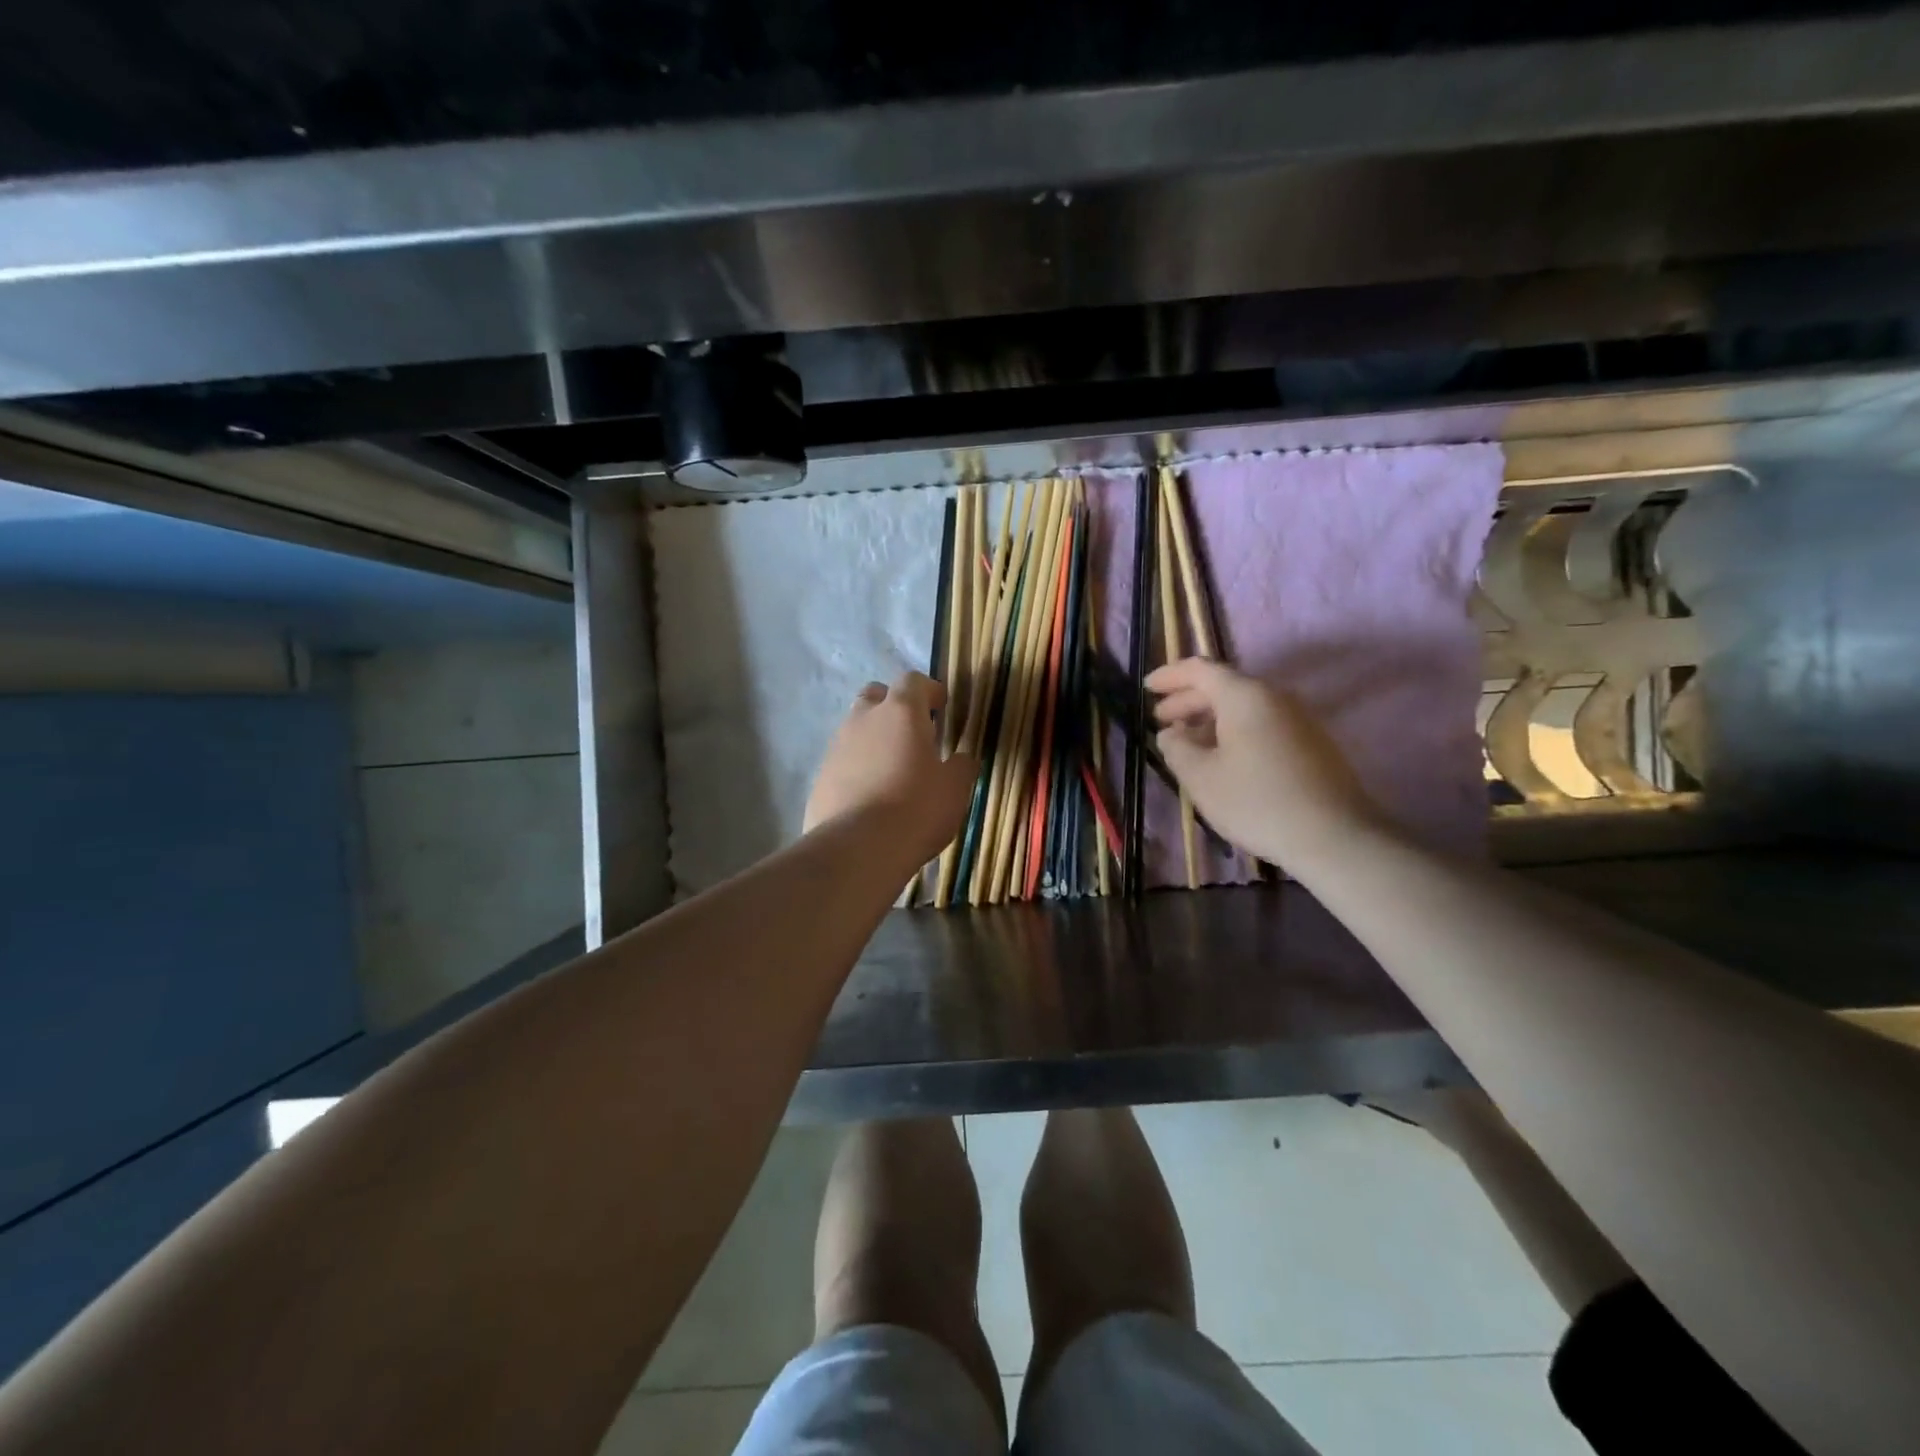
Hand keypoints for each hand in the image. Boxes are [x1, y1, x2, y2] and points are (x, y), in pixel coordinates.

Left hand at [805, 672, 976, 865]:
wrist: (856, 849)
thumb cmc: (916, 809)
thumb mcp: (954, 789)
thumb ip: (961, 766)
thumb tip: (961, 758)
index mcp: (901, 712)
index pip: (913, 681)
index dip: (929, 690)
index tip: (941, 706)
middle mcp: (864, 720)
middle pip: (876, 696)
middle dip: (894, 706)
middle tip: (913, 733)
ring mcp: (836, 747)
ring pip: (856, 728)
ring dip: (874, 738)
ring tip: (892, 768)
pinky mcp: (820, 777)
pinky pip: (843, 760)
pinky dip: (857, 767)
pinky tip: (871, 794)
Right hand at [1146, 657, 1381, 868]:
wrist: (1334, 836)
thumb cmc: (1256, 801)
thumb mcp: (1200, 777)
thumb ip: (1177, 748)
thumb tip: (1171, 733)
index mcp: (1244, 696)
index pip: (1200, 669)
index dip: (1170, 676)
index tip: (1146, 688)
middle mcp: (1274, 697)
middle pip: (1224, 686)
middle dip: (1188, 700)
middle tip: (1161, 720)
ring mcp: (1298, 719)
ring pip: (1244, 707)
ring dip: (1211, 718)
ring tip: (1188, 742)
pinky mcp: (1311, 743)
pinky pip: (1262, 723)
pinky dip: (1234, 731)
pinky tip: (1223, 758)